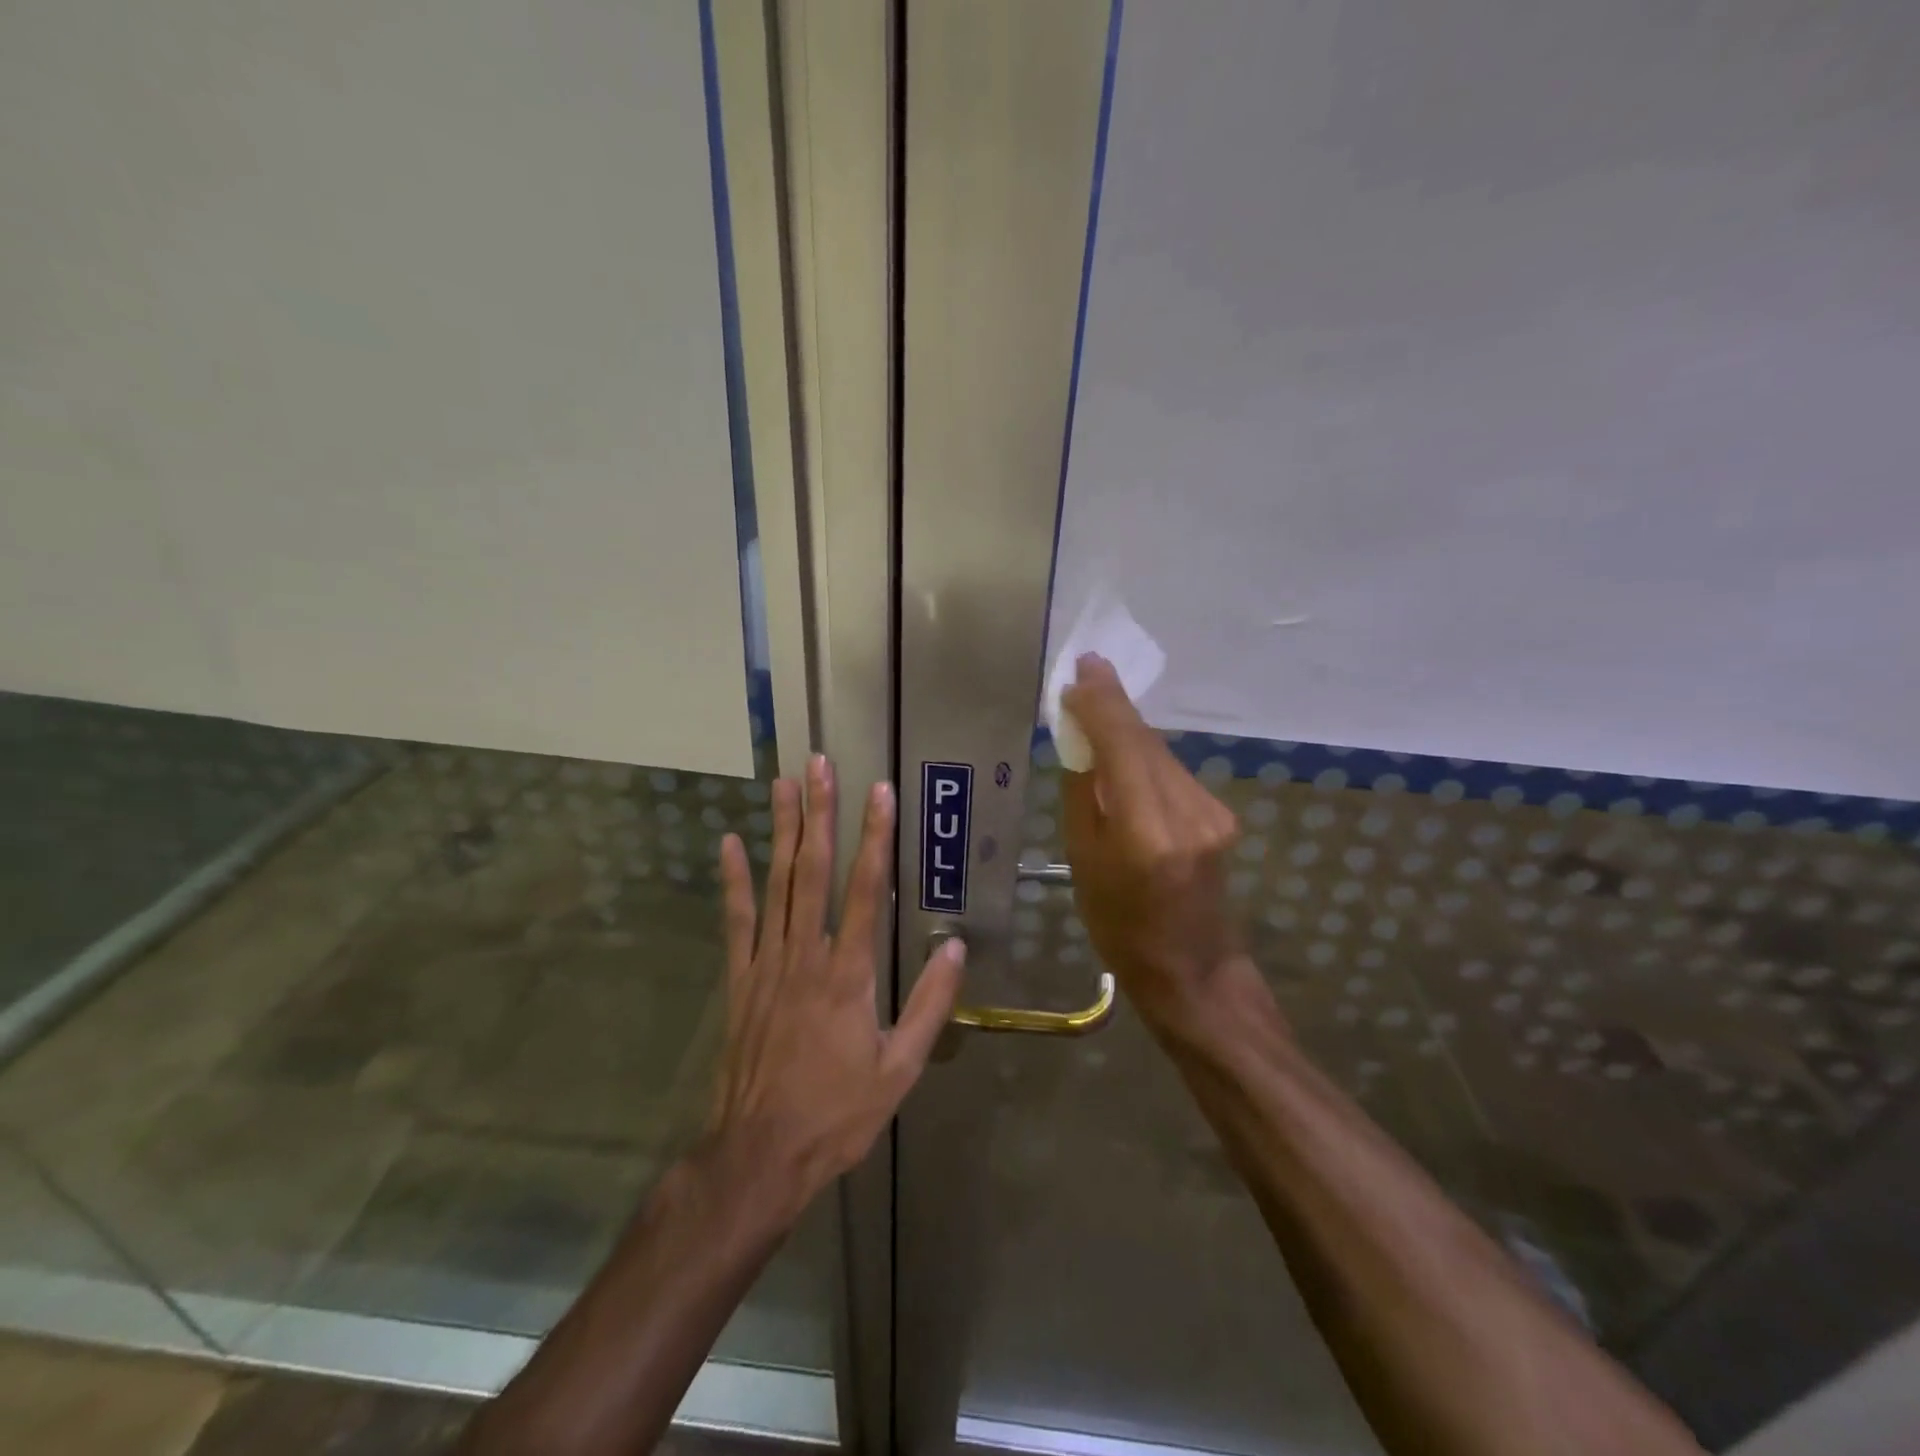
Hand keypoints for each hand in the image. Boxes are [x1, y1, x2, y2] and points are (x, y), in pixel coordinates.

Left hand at [713, 756, 965, 1207]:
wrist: (760, 1154)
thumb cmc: (838, 1113)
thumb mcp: (900, 1069)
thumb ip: (929, 1005)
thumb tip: (956, 948)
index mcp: (849, 973)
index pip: (866, 889)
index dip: (874, 836)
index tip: (878, 792)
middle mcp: (806, 955)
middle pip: (813, 870)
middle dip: (820, 813)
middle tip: (818, 765)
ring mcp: (767, 963)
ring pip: (776, 884)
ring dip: (781, 830)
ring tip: (784, 784)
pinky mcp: (740, 979)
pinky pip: (737, 920)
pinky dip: (733, 880)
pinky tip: (730, 843)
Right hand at [1060, 655, 1244, 1026]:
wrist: (1192, 970)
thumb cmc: (1120, 926)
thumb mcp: (1083, 862)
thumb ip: (1084, 795)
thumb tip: (1080, 742)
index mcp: (1146, 831)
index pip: (1124, 745)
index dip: (1101, 703)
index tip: (1081, 670)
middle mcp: (1187, 812)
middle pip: (1145, 741)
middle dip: (1113, 706)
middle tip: (1085, 673)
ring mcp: (1212, 813)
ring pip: (1160, 754)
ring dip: (1128, 731)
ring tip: (1097, 710)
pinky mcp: (1221, 816)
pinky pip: (1172, 773)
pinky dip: (1145, 757)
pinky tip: (1125, 757)